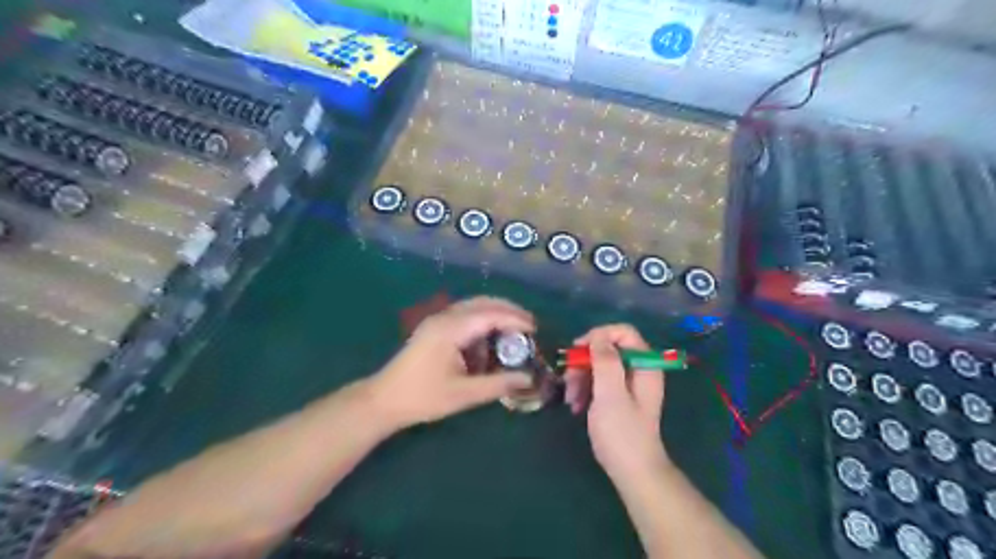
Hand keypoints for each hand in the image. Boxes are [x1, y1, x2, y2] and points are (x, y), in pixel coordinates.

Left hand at [367, 297, 537, 428]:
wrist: (383, 400)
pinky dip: (481, 322)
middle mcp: (445, 317)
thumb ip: (498, 384)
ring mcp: (436, 320)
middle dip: (508, 310)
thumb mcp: (464, 394)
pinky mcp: (433, 328)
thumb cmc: (423, 397)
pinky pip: (463, 315)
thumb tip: (528, 379)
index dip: (516, 319)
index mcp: (451, 329)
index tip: (536, 330)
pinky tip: (487, 341)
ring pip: (472, 306)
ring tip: (513, 332)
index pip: (491, 314)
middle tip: (529, 325)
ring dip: (494, 314)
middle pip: (483, 302)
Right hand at [568, 327, 667, 480]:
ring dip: (581, 378)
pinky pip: (599, 381)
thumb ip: (605, 360)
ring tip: (570, 400)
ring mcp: (629, 384)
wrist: (632, 472)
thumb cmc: (622, 433)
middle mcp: (639, 370)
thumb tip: (597, 336)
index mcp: (645, 365)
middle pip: (608, 348)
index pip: (623, 332)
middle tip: (568, 380)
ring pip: (600, 365)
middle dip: (585, 362)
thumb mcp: (610, 394)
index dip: (599, 335)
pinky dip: (585, 390)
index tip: (578, 350)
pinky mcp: (619, 397)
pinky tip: (576, 406)